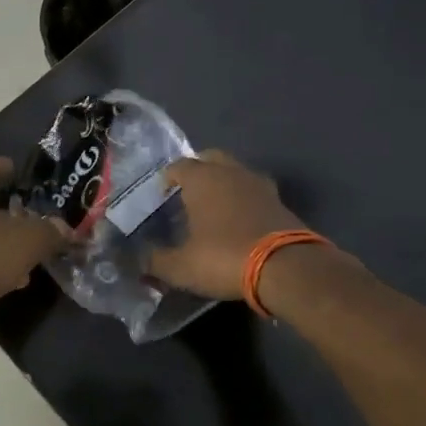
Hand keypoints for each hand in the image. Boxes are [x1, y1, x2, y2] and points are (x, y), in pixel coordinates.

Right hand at [146, 151, 305, 300]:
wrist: (286, 267)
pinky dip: (244, 199)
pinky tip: (239, 218)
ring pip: (235, 172)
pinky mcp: (280, 201)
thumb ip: (156, 261)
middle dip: (197, 170)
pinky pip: (254, 191)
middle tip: (187, 192)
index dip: (167, 178)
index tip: (161, 194)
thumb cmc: (224, 257)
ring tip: (214, 205)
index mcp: (202, 178)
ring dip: (223, 183)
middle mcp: (230, 172)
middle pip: (210, 158)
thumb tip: (138, 260)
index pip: (178, 166)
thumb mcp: (181, 267)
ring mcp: (259, 184)